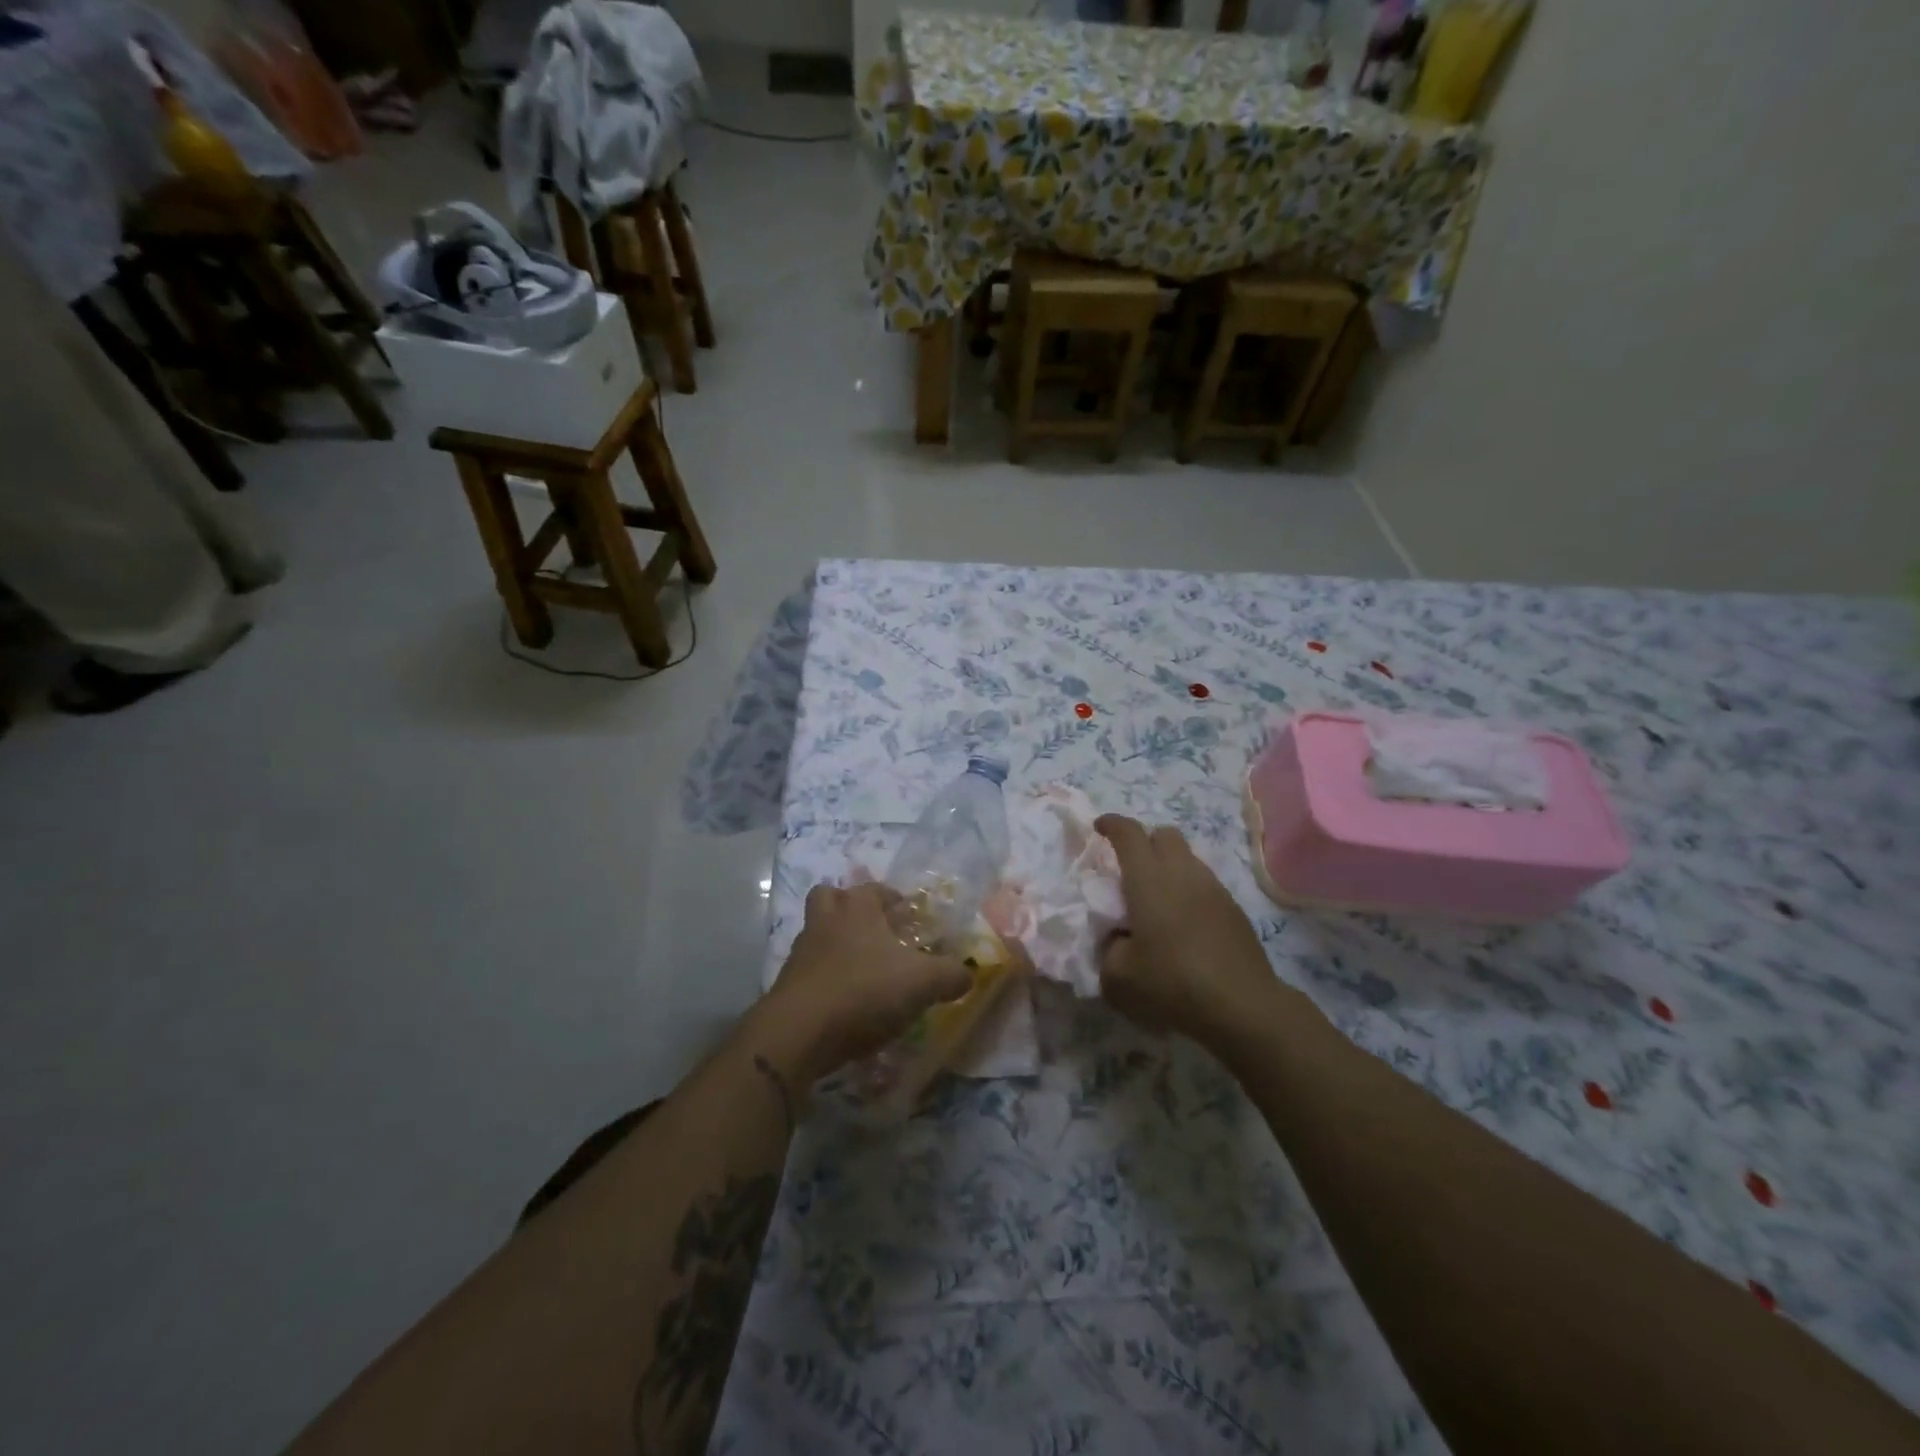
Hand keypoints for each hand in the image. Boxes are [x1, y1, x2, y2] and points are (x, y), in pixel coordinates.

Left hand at [759, 882, 973, 1083]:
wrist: (799, 1033)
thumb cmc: (864, 991)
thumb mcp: (922, 983)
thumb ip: (950, 975)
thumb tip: (968, 974)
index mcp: (857, 909)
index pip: (874, 889)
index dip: (893, 899)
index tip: (909, 916)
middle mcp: (825, 921)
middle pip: (830, 897)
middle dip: (850, 908)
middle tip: (876, 932)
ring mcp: (801, 952)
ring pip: (818, 933)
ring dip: (836, 944)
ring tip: (863, 969)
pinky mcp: (788, 985)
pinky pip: (810, 970)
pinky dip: (826, 978)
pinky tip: (846, 1000)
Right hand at [1094, 814, 1276, 1050]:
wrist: (1243, 1006)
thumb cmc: (1172, 984)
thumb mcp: (1118, 977)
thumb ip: (1108, 950)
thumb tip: (1118, 938)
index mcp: (1148, 878)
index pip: (1128, 833)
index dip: (1111, 824)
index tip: (1099, 828)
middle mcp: (1182, 872)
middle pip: (1164, 834)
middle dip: (1144, 841)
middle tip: (1129, 867)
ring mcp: (1213, 888)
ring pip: (1187, 858)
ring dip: (1168, 866)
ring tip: (1156, 900)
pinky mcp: (1233, 908)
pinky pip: (1204, 883)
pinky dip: (1188, 890)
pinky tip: (1183, 923)